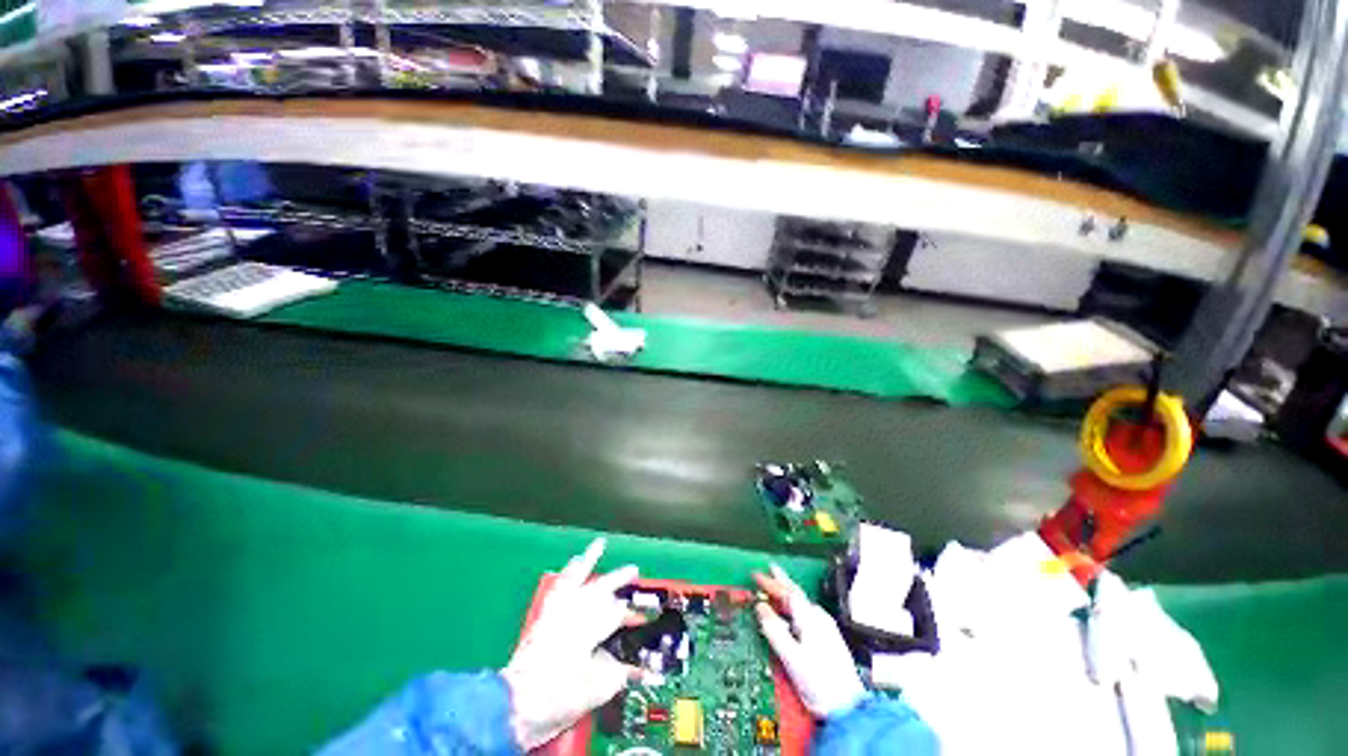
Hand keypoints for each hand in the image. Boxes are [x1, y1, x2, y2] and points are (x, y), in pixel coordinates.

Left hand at [503, 539, 640, 749]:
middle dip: (617, 580)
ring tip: (599, 545)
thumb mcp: (589, 696)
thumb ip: (613, 678)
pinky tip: (573, 563)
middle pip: (598, 592)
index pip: (613, 615)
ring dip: (589, 563)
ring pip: (575, 581)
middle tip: (633, 570)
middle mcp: (571, 618)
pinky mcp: (543, 618)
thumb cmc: (552, 703)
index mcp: (585, 636)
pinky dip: (567, 573)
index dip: (628, 610)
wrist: (512, 707)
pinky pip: (557, 588)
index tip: (640, 608)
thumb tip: (629, 668)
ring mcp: (555, 615)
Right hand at [754, 564, 865, 720]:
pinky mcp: (828, 637)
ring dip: (788, 593)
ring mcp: (825, 627)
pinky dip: (795, 606)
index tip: (755, 575)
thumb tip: (760, 607)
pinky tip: (792, 612)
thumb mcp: (791, 656)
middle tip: (769, 569)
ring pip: (802, 602)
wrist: (848, 707)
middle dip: (781, 581)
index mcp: (809, 618)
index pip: (787, 593)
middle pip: (796, 593)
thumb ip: (774, 630)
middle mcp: (819, 617)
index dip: (771, 583)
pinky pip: (806, 612)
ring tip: (777, 586)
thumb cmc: (818, 682)